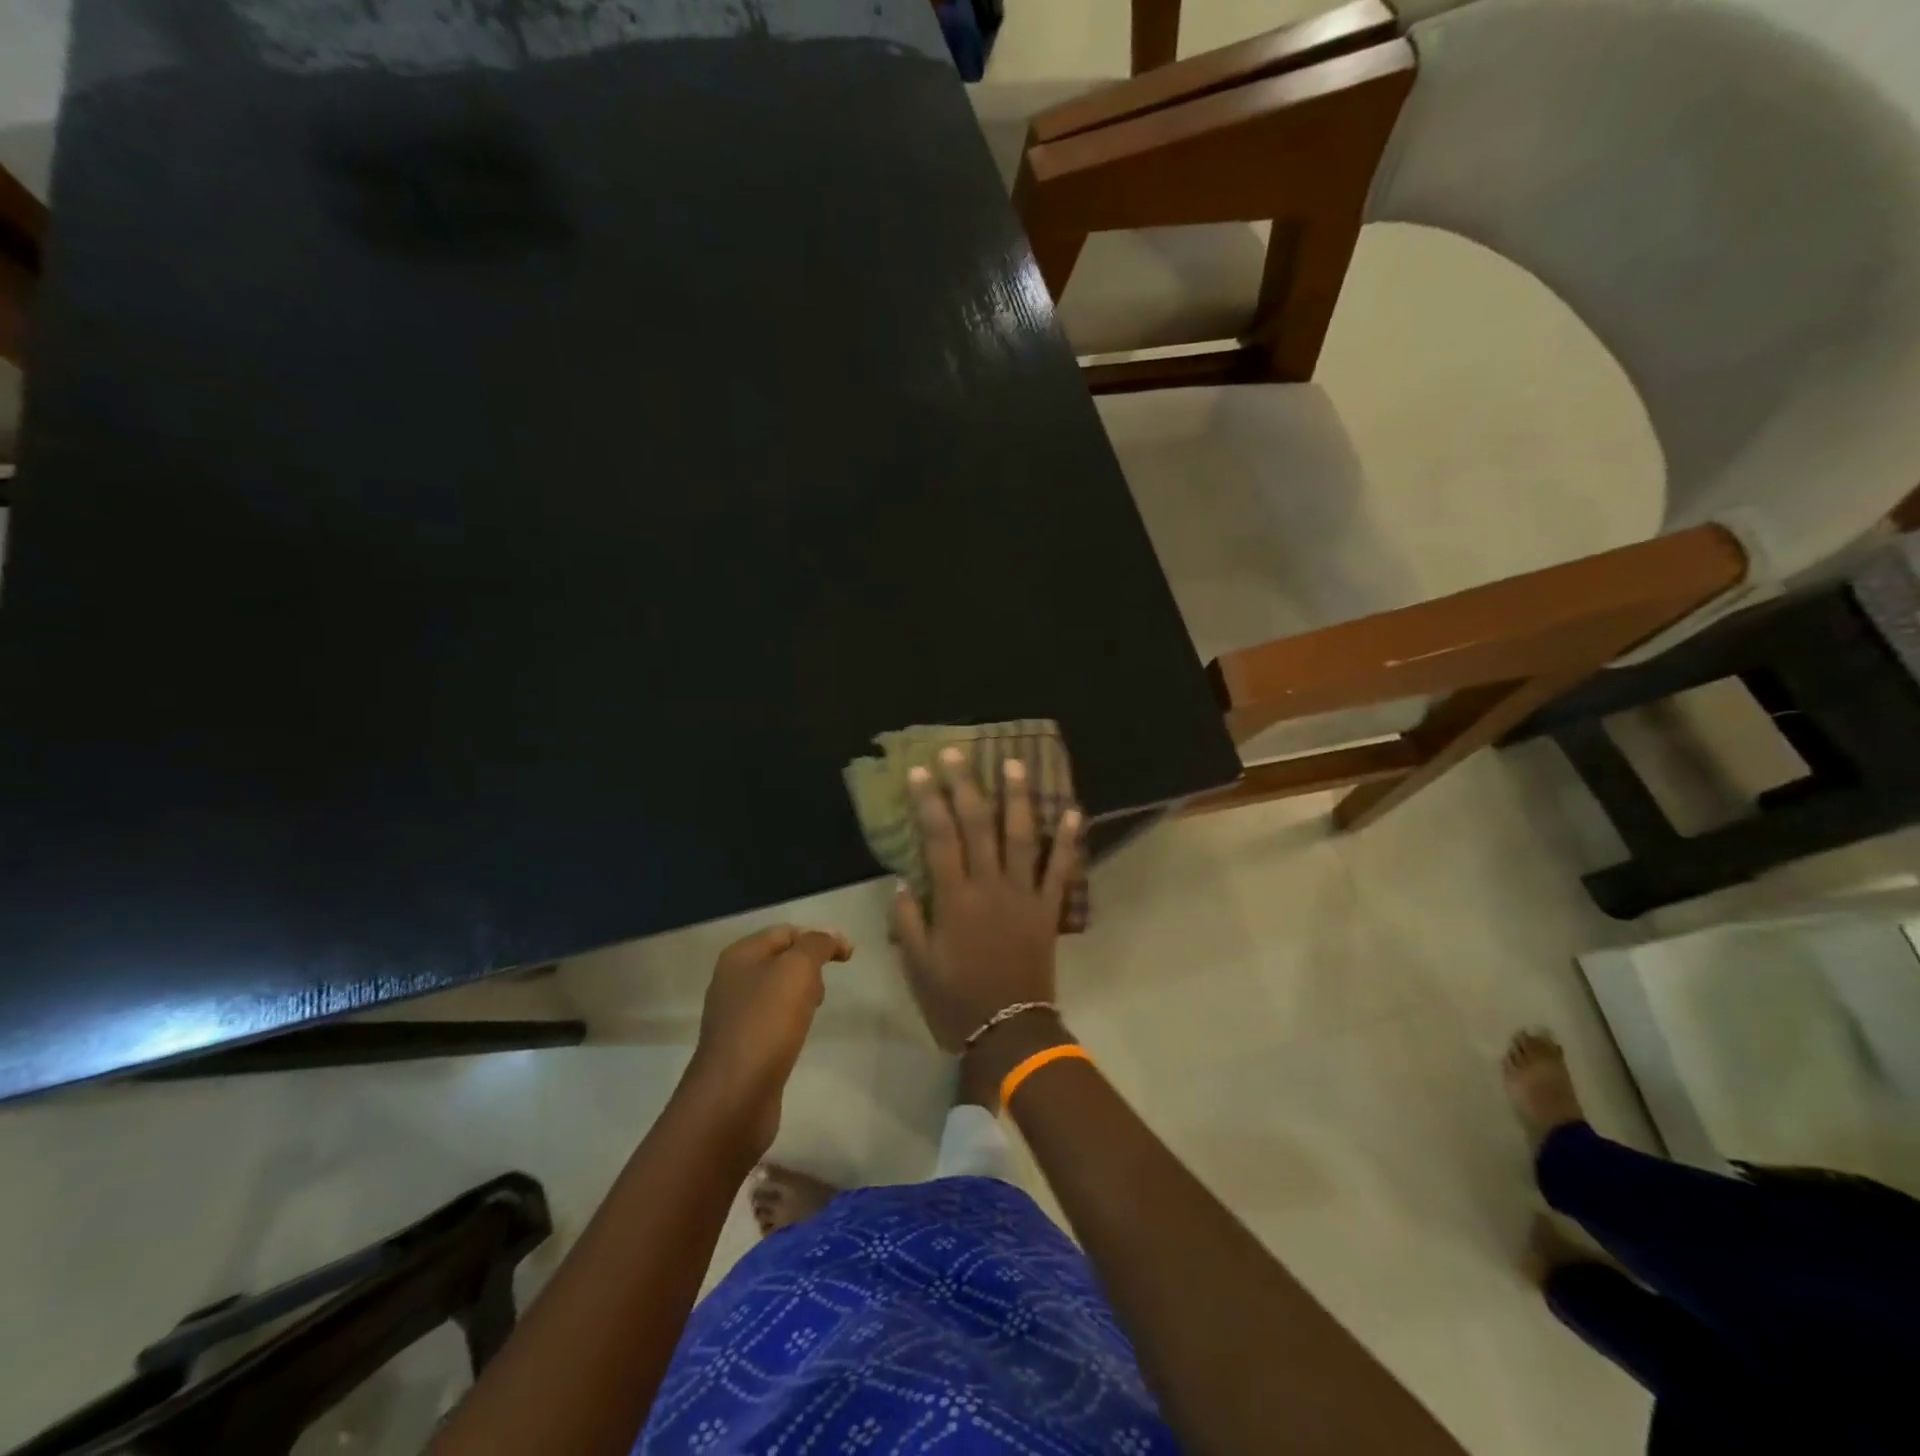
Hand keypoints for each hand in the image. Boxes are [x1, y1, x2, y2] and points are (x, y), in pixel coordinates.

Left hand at [684, 924, 851, 1159]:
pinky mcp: (741, 1046)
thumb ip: (818, 944)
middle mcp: (732, 980)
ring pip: (778, 991)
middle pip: (781, 959)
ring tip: (814, 1010)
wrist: (734, 1095)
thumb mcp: (799, 969)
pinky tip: (799, 1034)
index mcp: (740, 955)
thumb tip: (832, 938)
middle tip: (825, 986)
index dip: (819, 937)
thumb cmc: (767, 1021)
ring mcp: (734, 1015)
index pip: (786, 932)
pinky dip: (791, 1021)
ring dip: (802, 994)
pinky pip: (773, 1020)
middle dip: (810, 965)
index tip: (848, 956)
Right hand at [890, 747, 1080, 1052]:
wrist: (1008, 1031)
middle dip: (967, 786)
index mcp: (954, 899)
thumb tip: (901, 880)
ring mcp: (1024, 895)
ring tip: (1015, 763)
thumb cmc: (956, 1000)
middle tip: (959, 753)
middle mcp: (989, 887)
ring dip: (1018, 798)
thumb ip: (907, 921)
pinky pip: (1061, 870)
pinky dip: (1069, 841)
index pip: (939, 838)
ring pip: (1022, 837)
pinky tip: (1074, 810)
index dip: (930, 801)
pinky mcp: (1048, 910)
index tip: (922, 771)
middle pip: (978, 826)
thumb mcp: (917, 965)